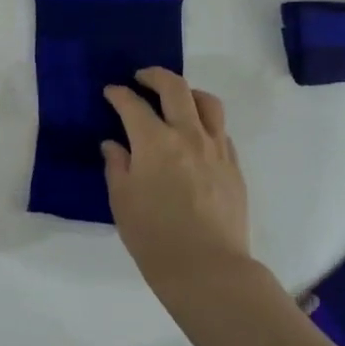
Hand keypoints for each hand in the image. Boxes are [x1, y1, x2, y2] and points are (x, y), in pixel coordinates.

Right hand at [102, 68, 253, 298]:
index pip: (133, 105)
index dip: (118, 94)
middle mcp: (188, 135)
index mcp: (154, 142)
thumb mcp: (122, 202)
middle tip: (141, 78)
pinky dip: (205, 122)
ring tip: (176, 99)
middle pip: (175, 88)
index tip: (111, 92)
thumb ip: (117, 166)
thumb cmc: (154, 237)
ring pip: (207, 103)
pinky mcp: (234, 166)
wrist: (208, 269)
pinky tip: (196, 136)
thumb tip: (114, 145)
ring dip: (188, 92)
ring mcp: (216, 148)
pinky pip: (221, 130)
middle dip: (154, 76)